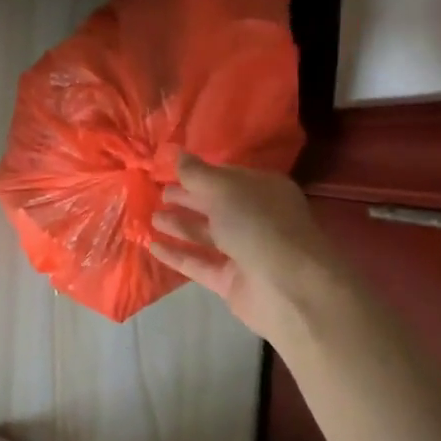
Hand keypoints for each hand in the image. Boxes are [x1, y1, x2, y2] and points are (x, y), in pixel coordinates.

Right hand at [150, 154, 344, 344]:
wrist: (289, 288)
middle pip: (216, 205)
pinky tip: (153, 247)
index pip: (227, 177)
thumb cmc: (259, 225)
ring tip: (151, 218)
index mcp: (263, 190)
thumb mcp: (224, 189)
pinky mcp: (231, 281)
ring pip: (207, 235)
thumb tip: (175, 152)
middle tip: (159, 193)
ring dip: (180, 225)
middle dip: (188, 198)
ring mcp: (244, 252)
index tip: (170, 170)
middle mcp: (256, 218)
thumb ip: (196, 173)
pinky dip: (177, 256)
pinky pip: (199, 264)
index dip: (200, 173)